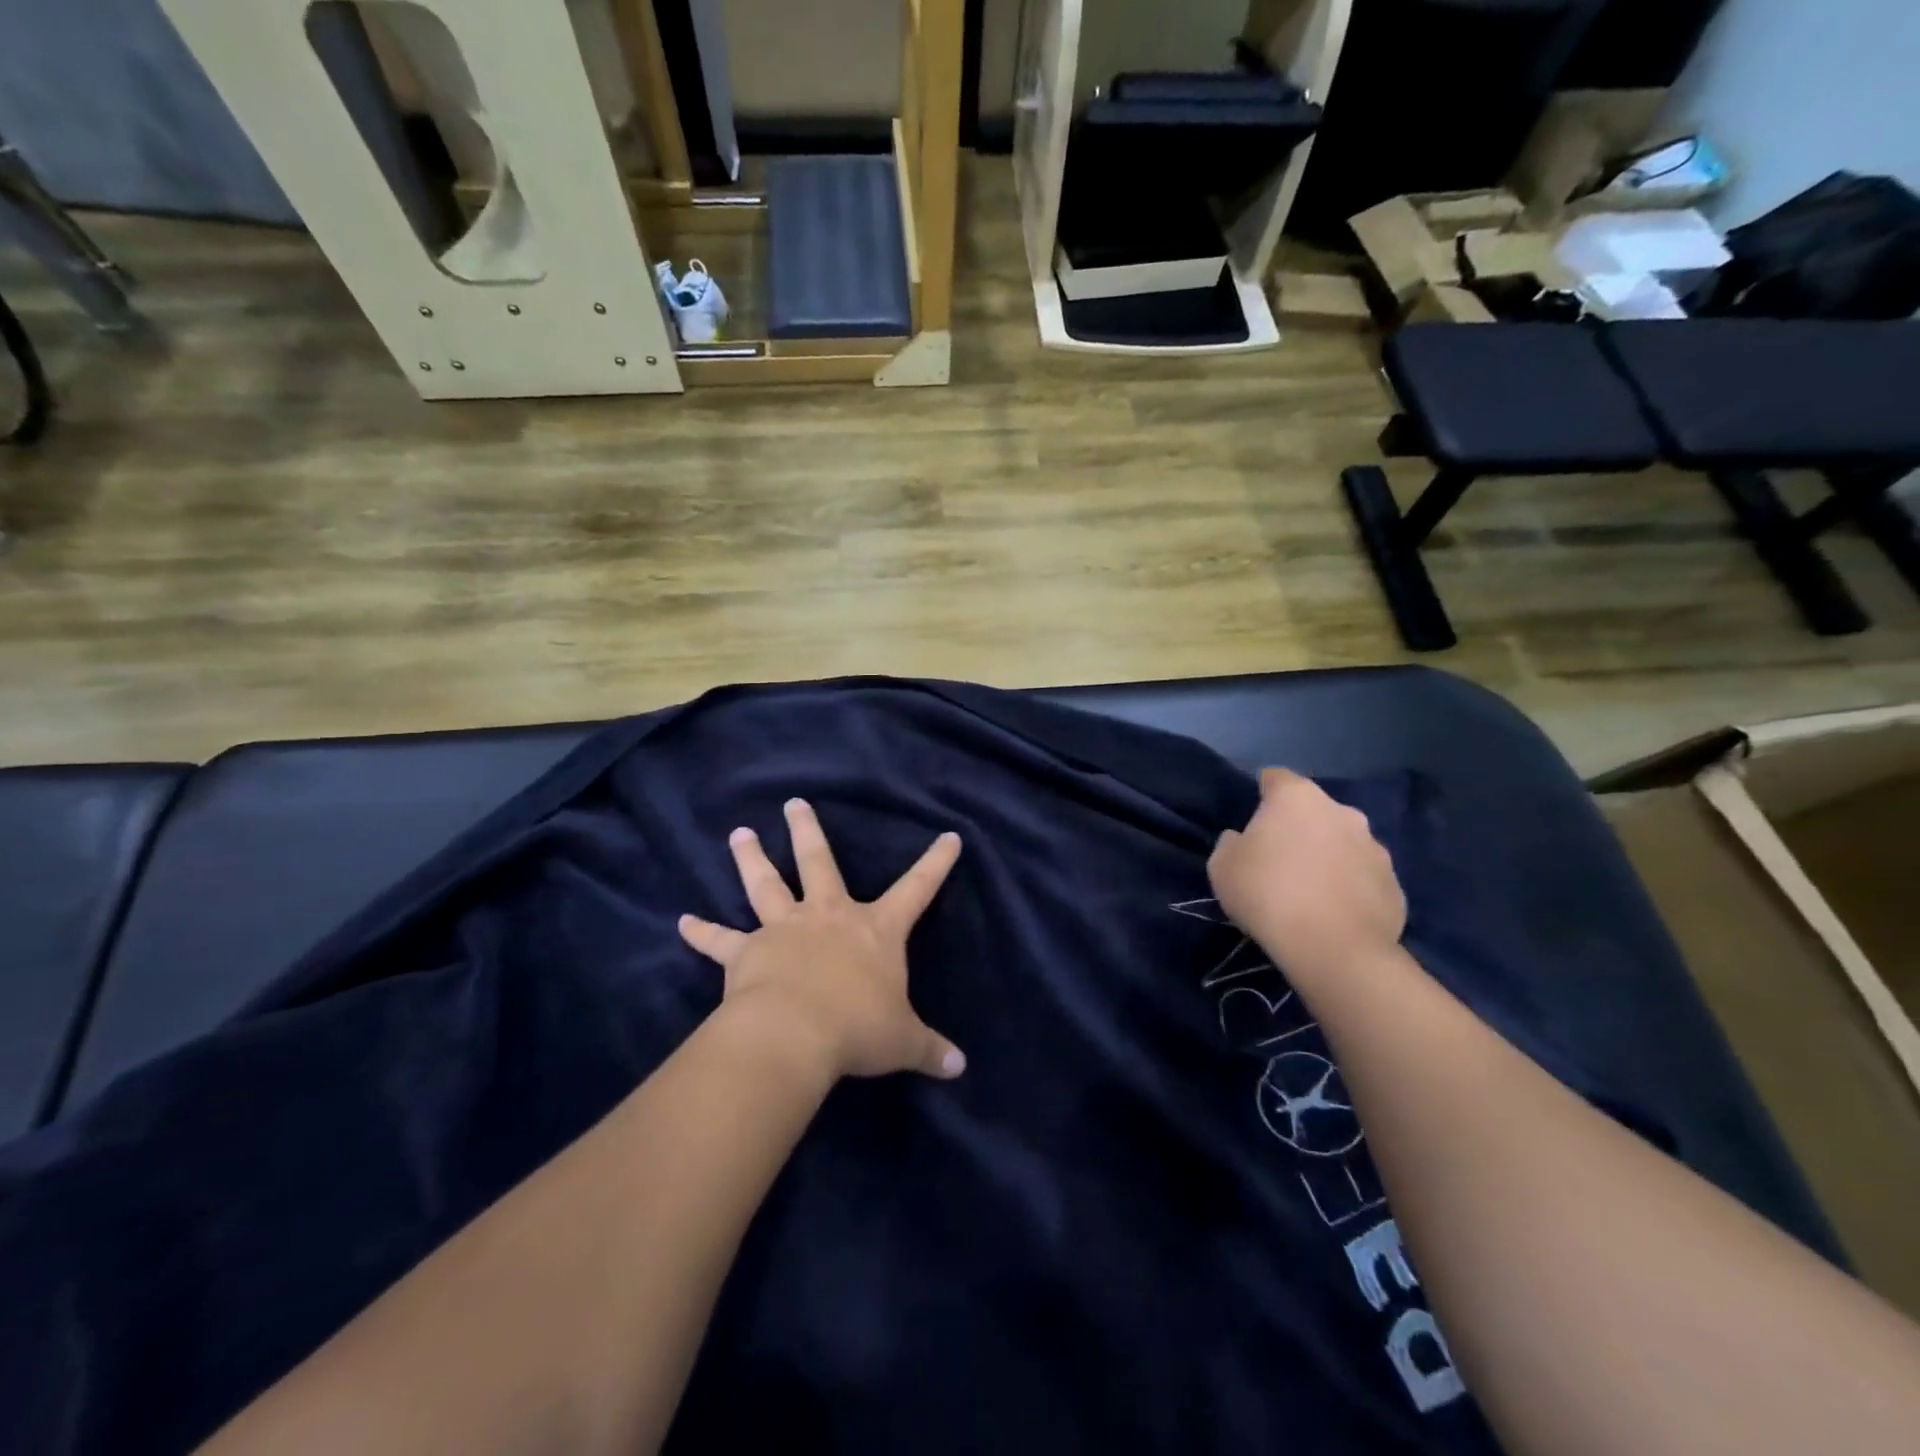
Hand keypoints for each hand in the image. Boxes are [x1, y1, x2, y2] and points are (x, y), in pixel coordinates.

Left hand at [678, 799, 966, 1081]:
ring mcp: (784, 929)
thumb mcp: (903, 1041)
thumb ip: (930, 1050)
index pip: (917, 889)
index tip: (949, 836)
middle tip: (793, 803)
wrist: (794, 1034)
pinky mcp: (746, 952)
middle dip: (807, 831)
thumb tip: (960, 1068)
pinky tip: (683, 922)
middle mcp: (828, 917)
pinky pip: (720, 940)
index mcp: (875, 930)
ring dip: (752, 858)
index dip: (936, 863)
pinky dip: (701, 932)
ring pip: (766, 884)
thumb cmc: (857, 1029)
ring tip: (739, 833)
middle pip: (819, 863)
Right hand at [1208, 768, 1406, 985]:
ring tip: (1309, 891)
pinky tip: (1333, 913)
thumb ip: (1232, 843)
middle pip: (1313, 811)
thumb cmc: (1268, 894)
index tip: (1250, 819)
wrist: (1334, 949)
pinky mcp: (1395, 884)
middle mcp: (1342, 811)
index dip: (1260, 794)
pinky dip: (1349, 887)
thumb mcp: (1222, 866)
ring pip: (1342, 843)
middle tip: (1278, 859)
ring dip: (1327, 856)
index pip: (1275, 778)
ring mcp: (1375, 847)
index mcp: (1297, 797)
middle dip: (1298, 828)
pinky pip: (1363, 877)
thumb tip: (1243, 840)